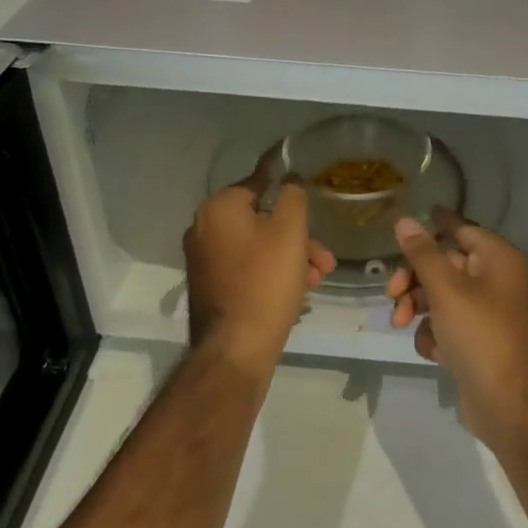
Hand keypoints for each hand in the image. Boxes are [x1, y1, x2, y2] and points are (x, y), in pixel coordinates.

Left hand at [183, 179, 335, 376]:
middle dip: (298, 237)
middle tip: (324, 257)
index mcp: (218, 208)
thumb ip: (292, 195)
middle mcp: (203, 228)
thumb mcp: (290, 230)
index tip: (309, 199)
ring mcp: (204, 260)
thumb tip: (288, 180)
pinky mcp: (211, 286)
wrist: (236, 348)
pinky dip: (272, 272)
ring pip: (258, 246)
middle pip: (261, 219)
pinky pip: (247, 267)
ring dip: (291, 256)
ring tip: (318, 278)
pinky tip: (298, 290)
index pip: (259, 183)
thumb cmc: (266, 280)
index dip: (288, 189)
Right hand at [386, 211, 527, 448]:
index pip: (460, 228)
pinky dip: (433, 334)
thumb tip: (405, 220)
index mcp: (497, 259)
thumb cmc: (481, 337)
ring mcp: (486, 312)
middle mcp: (495, 279)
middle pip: (444, 263)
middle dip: (414, 278)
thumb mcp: (447, 291)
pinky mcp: (477, 341)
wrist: (510, 407)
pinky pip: (447, 324)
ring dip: (417, 307)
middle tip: (391, 292)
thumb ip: (423, 254)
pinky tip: (432, 352)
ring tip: (400, 324)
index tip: (404, 224)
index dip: (432, 225)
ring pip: (440, 295)